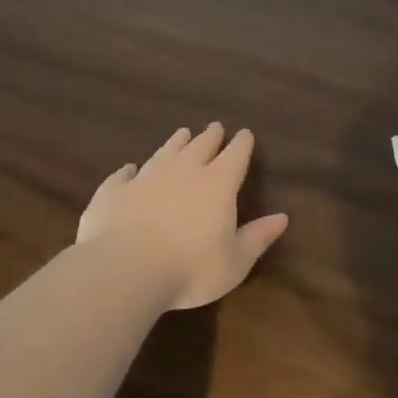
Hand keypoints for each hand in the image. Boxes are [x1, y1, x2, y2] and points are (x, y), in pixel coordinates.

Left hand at [77, 124, 289, 311]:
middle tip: (215, 127)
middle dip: (211, 136)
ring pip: (165, 151)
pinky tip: (130, 169)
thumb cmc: (191, 268)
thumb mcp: (236, 261)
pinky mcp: (114, 191)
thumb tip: (283, 218)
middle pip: (200, 145)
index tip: (245, 134)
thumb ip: (258, 237)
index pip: (235, 154)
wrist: (125, 270)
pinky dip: (130, 170)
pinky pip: (124, 174)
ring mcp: (146, 177)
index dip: (242, 143)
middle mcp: (184, 170)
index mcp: (218, 183)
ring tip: (182, 133)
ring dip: (175, 142)